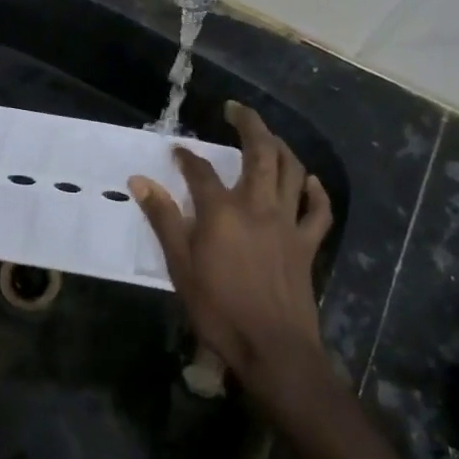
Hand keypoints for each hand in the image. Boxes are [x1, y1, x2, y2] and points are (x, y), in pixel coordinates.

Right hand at [129, 102, 333, 391]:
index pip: (200, 171)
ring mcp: (287, 223)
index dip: (186, 157)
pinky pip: (318, 211)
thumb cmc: (219, 310)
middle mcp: (258, 206)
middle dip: (249, 124)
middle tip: (236, 109)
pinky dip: (316, 191)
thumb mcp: (180, 266)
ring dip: (281, 147)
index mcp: (222, 211)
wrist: (273, 349)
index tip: (176, 150)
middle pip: (260, 153)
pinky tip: (311, 181)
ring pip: (292, 171)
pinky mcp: (307, 244)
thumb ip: (163, 219)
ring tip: (268, 136)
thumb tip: (140, 180)